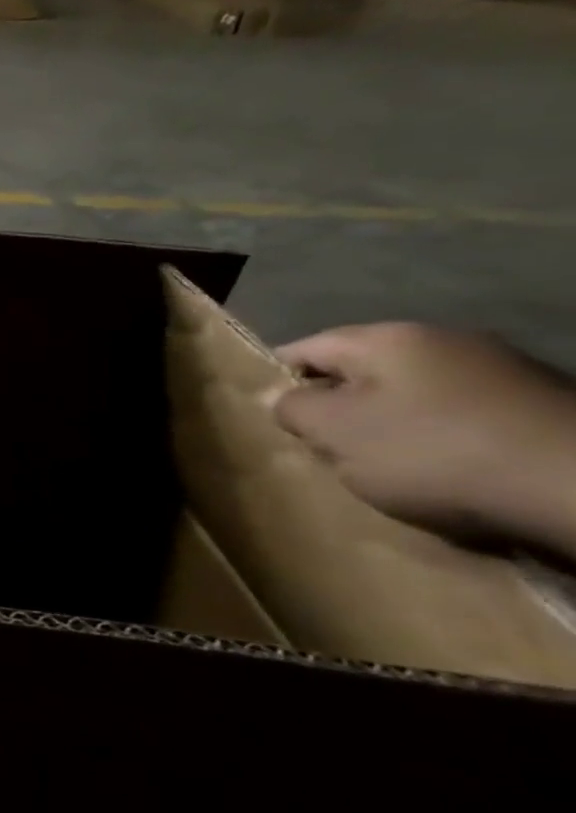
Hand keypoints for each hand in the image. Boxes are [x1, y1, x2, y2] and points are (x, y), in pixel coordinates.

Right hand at [271, 322, 575, 553]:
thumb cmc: (434, 451)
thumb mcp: (336, 432)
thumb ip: (295, 409)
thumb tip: (283, 397)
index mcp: (388, 338)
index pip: (305, 348)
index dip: (279, 379)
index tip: (271, 416)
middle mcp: (445, 341)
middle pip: (362, 373)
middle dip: (339, 408)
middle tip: (323, 449)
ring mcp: (501, 372)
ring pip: (414, 396)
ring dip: (392, 427)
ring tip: (384, 468)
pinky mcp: (541, 408)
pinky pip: (463, 419)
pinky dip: (442, 443)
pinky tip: (445, 474)